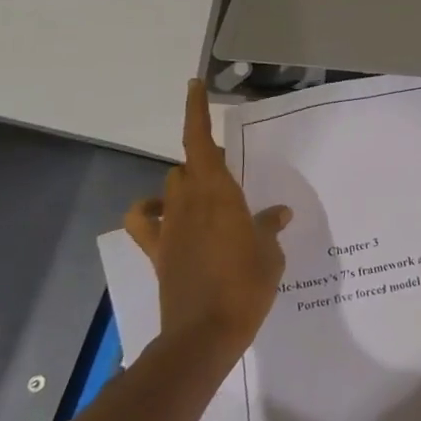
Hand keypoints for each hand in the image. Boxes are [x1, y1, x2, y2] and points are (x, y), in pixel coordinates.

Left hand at [125, 79, 290, 355]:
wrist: (205, 334)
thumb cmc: (246, 286)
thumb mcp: (270, 254)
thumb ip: (269, 227)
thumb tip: (276, 214)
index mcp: (219, 195)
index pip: (199, 142)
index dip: (195, 111)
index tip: (194, 85)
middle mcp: (189, 203)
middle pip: (187, 165)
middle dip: (205, 159)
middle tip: (230, 167)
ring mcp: (169, 228)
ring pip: (169, 188)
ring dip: (185, 184)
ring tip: (207, 195)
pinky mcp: (158, 251)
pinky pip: (143, 222)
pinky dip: (152, 212)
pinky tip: (167, 217)